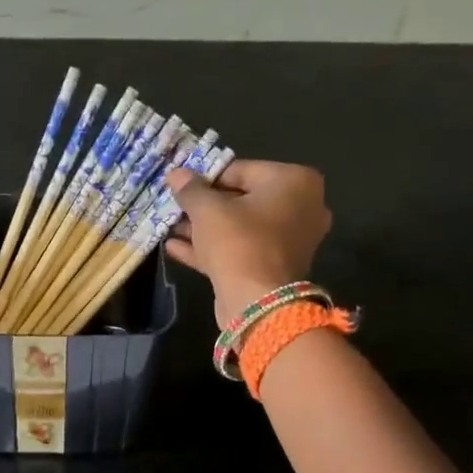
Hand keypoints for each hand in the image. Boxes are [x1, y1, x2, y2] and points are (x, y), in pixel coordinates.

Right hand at [164, 159, 331, 324]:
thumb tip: (176, 174)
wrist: (256, 302)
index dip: (206, 177)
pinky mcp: (275, 267)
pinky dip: (212, 248)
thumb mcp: (207, 209)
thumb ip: (191, 189)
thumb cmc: (237, 241)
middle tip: (175, 206)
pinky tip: (176, 247)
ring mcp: (291, 240)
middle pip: (242, 199)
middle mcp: (302, 207)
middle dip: (205, 205)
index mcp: (295, 182)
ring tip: (170, 226)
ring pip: (240, 227)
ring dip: (204, 228)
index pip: (240, 170)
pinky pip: (241, 250)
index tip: (181, 185)